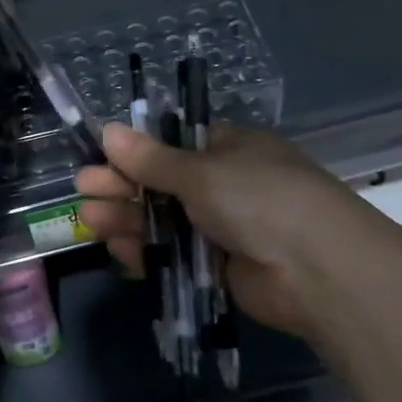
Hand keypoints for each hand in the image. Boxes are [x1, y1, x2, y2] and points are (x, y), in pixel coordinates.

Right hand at [76, 122, 357, 340]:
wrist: (317, 271)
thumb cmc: (259, 200)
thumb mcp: (202, 172)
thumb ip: (152, 160)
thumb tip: (108, 131)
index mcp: (229, 151)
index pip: (173, 146)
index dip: (136, 151)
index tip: (101, 156)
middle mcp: (225, 186)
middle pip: (162, 184)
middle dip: (123, 186)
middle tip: (83, 189)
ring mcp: (223, 229)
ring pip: (164, 222)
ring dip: (127, 219)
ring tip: (90, 221)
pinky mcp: (219, 269)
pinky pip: (175, 257)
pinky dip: (148, 253)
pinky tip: (119, 250)